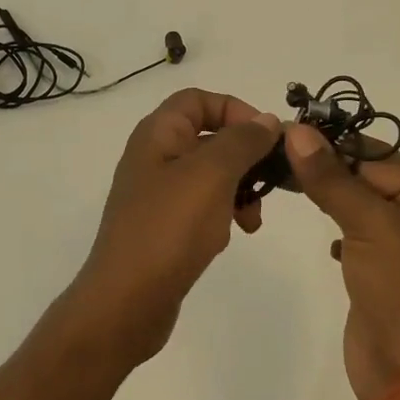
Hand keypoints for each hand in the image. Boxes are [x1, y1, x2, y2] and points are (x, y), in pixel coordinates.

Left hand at [68, 89, 282, 364]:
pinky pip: (202, 207)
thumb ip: (242, 141)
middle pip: (209, 137)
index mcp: (158, 134)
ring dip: (239, 189)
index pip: (199, 99)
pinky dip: (223, 214)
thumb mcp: (212, 174)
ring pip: (211, 175)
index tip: (267, 137)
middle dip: (245, 155)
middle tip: (271, 179)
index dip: (236, 109)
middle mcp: (154, 157)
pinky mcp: (164, 227)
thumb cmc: (169, 228)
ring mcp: (157, 194)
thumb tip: (266, 120)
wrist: (127, 300)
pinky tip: (234, 234)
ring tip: (252, 218)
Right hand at [284, 125, 399, 399]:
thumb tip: (297, 132)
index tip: (285, 132)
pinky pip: (360, 237)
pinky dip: (340, 232)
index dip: (331, 144)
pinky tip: (326, 240)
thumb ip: (332, 179)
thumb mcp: (371, 227)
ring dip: (329, 197)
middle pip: (369, 179)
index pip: (377, 158)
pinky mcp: (387, 274)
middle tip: (274, 156)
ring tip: (285, 183)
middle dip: (326, 169)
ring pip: (361, 207)